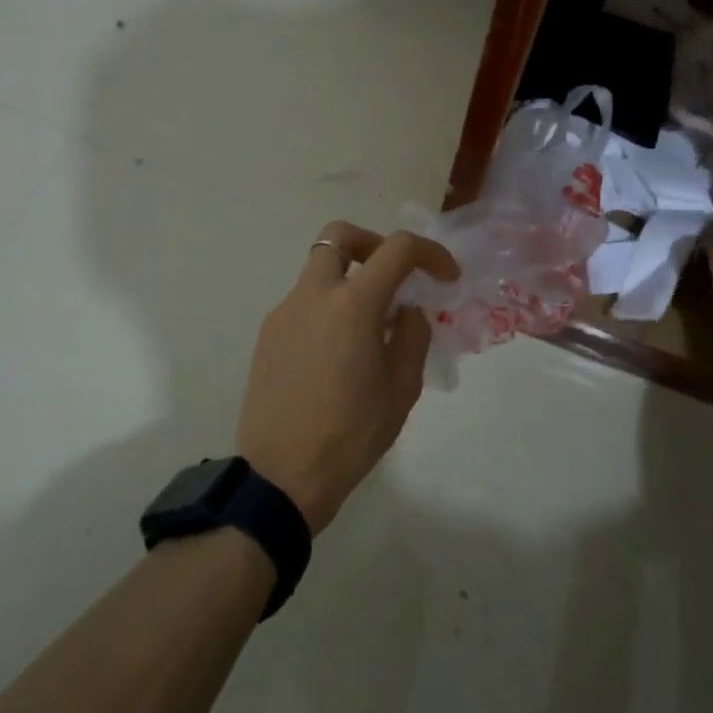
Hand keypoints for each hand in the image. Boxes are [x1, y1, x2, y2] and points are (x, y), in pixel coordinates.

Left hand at [236, 221, 459, 535]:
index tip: (445, 277)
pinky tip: (338, 355)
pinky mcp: (267, 337)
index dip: (430, 253)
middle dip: (372, 244)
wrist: (282, 476)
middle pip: (338, 235)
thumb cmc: (352, 434)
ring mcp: (283, 313)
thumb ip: (412, 335)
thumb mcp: (402, 388)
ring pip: (318, 271)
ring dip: (349, 280)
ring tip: (370, 328)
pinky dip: (328, 309)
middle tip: (393, 276)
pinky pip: (303, 304)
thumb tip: (405, 310)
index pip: (397, 249)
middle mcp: (313, 295)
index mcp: (352, 304)